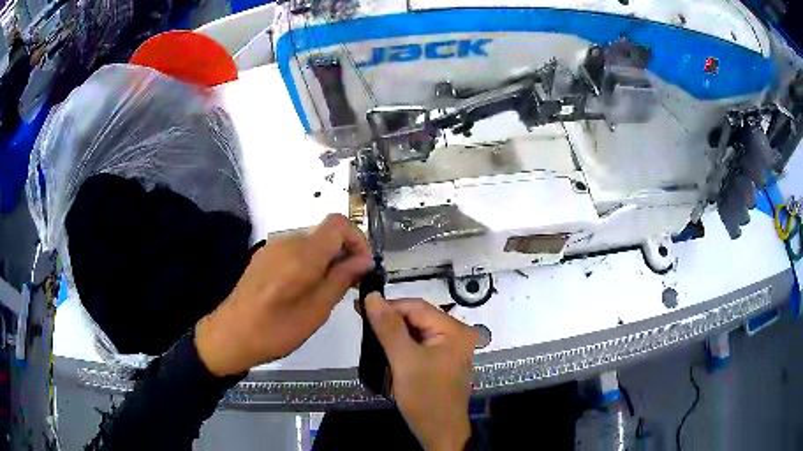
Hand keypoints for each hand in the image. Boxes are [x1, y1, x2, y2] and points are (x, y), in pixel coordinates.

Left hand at [195, 214, 372, 375]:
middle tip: (349, 284)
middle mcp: (287, 241)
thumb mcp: (316, 311)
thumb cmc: (276, 330)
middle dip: (343, 252)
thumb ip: (341, 279)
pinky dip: (309, 261)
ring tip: (327, 290)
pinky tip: (304, 288)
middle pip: (325, 232)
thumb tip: (364, 260)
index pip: (338, 223)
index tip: (362, 266)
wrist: (230, 334)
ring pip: (311, 241)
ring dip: (326, 258)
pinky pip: (295, 249)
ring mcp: (272, 247)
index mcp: (303, 254)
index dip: (357, 239)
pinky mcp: (264, 256)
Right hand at [365, 294, 478, 450]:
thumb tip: (373, 296)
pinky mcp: (443, 361)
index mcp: (454, 330)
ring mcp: (451, 348)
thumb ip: (388, 327)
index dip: (388, 305)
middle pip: (418, 317)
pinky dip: (402, 344)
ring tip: (368, 332)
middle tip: (361, 320)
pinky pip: (420, 344)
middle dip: (390, 319)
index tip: (358, 306)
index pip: (416, 306)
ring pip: (417, 331)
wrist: (440, 433)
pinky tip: (385, 347)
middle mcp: (457, 334)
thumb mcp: (404, 360)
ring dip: (394, 332)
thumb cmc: (424, 397)